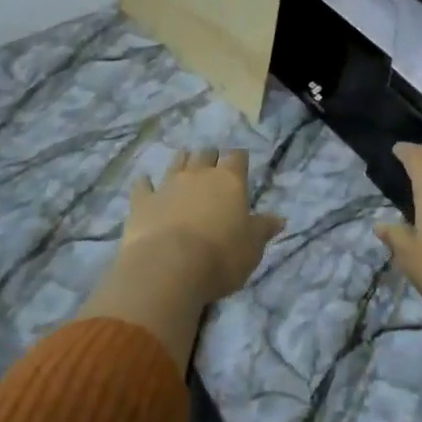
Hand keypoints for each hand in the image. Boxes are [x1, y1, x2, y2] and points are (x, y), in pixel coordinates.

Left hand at [122, 149, 285, 303]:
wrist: (169, 267)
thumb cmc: (221, 257)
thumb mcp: (252, 247)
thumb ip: (263, 229)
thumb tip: (279, 219)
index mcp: (229, 181)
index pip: (237, 158)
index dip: (239, 159)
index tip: (241, 163)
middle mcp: (198, 175)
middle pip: (205, 154)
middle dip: (210, 157)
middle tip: (213, 166)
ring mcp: (167, 185)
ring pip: (176, 162)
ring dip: (182, 161)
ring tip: (185, 162)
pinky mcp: (142, 202)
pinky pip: (143, 186)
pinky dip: (145, 184)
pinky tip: (144, 182)